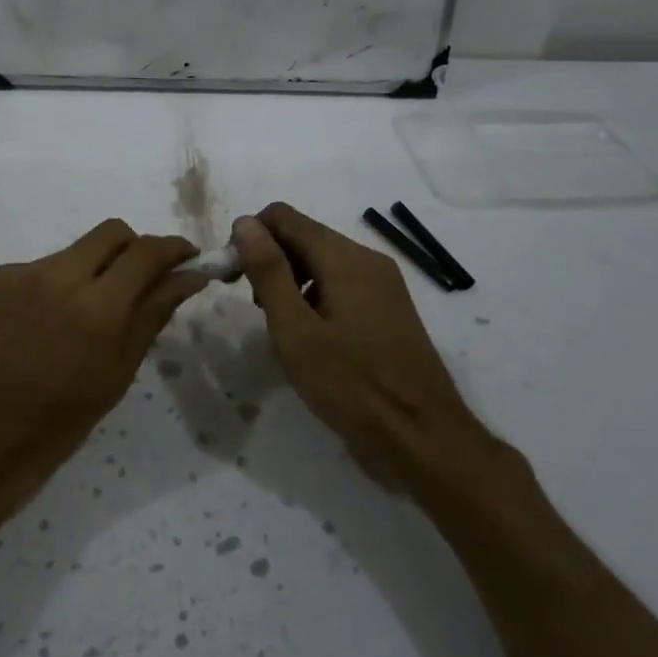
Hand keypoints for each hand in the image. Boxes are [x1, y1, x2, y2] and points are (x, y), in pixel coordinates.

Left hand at [0, 219, 208, 511]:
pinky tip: (38, 326)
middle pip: (111, 233)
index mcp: (98, 308)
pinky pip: (35, 270)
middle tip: (136, 282)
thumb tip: (190, 275)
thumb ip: (153, 313)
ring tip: (75, 319)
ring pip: (72, 253)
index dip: (173, 248)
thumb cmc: (59, 421)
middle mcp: (58, 276)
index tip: (186, 257)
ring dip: (87, 273)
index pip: (147, 252)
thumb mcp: (118, 372)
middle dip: (132, 250)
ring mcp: (19, 273)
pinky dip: (49, 288)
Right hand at [233, 203, 501, 493]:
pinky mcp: (389, 309)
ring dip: (290, 280)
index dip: (250, 237)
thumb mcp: (296, 331)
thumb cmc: (352, 386)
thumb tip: (245, 223)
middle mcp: (367, 260)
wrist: (423, 440)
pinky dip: (315, 296)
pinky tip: (310, 338)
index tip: (233, 277)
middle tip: (254, 308)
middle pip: (304, 236)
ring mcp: (383, 285)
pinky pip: (341, 284)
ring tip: (281, 327)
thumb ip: (269, 272)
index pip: (283, 217)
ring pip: (321, 261)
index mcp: (345, 258)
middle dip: (270, 260)